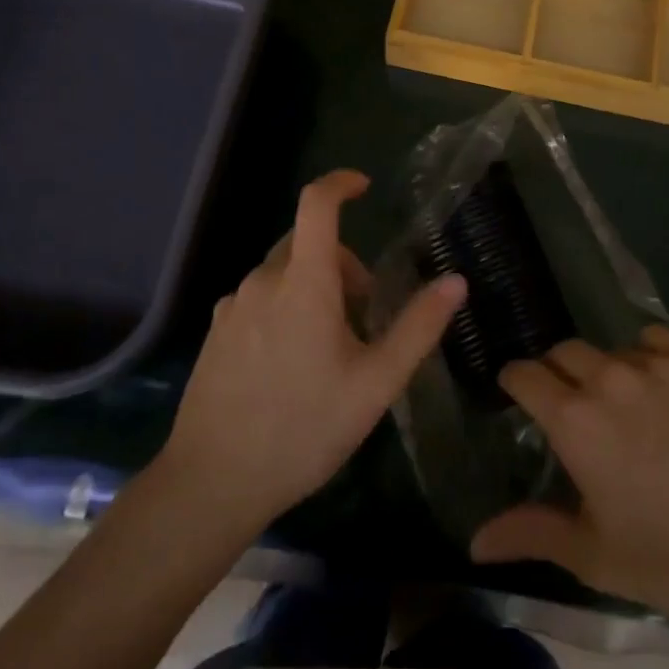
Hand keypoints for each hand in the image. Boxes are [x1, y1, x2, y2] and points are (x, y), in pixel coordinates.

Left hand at [158, 170, 464, 542]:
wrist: (212, 483)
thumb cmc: (304, 429)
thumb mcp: (376, 383)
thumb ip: (419, 327)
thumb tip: (456, 281)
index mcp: (303, 283)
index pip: (317, 204)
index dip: (341, 184)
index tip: (364, 188)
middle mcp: (262, 282)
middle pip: (307, 242)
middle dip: (342, 262)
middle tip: (364, 313)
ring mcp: (232, 307)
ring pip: (282, 273)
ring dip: (313, 287)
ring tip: (330, 347)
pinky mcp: (215, 333)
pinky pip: (258, 299)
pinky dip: (285, 307)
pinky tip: (290, 364)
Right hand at [470, 327, 668, 642]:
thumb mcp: (594, 556)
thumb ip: (530, 534)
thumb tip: (474, 541)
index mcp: (575, 420)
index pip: (524, 374)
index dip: (514, 380)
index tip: (516, 392)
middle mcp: (610, 377)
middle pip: (564, 352)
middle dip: (556, 372)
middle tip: (570, 404)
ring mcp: (661, 363)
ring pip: (613, 347)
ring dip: (606, 369)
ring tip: (626, 402)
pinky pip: (659, 340)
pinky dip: (650, 356)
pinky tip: (667, 389)